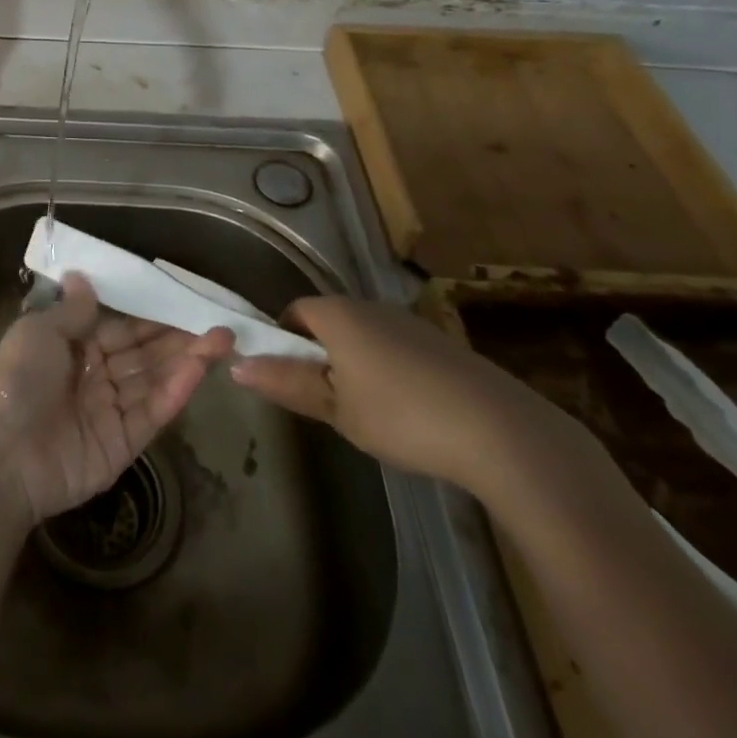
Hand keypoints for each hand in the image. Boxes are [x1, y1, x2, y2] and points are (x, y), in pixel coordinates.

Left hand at [0, 273, 233, 525]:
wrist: (1, 456)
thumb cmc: (16, 380)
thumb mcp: (39, 332)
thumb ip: (72, 310)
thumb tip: (82, 276)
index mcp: (70, 346)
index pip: (118, 326)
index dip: (148, 313)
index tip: (181, 297)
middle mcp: (93, 375)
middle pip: (141, 351)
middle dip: (175, 335)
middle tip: (214, 318)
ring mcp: (109, 411)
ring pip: (153, 378)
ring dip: (185, 358)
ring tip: (222, 338)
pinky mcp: (123, 444)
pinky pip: (152, 411)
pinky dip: (176, 390)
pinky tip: (200, 367)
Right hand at [229, 296, 580, 495]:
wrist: (500, 431)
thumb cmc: (402, 415)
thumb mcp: (337, 408)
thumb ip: (286, 384)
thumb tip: (236, 364)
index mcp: (338, 314)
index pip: (294, 311)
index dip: (281, 340)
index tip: (286, 378)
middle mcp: (370, 306)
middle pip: (329, 321)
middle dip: (319, 356)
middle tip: (323, 402)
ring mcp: (409, 323)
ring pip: (364, 336)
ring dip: (354, 365)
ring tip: (366, 413)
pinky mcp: (440, 344)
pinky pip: (396, 349)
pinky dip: (388, 372)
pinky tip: (407, 413)